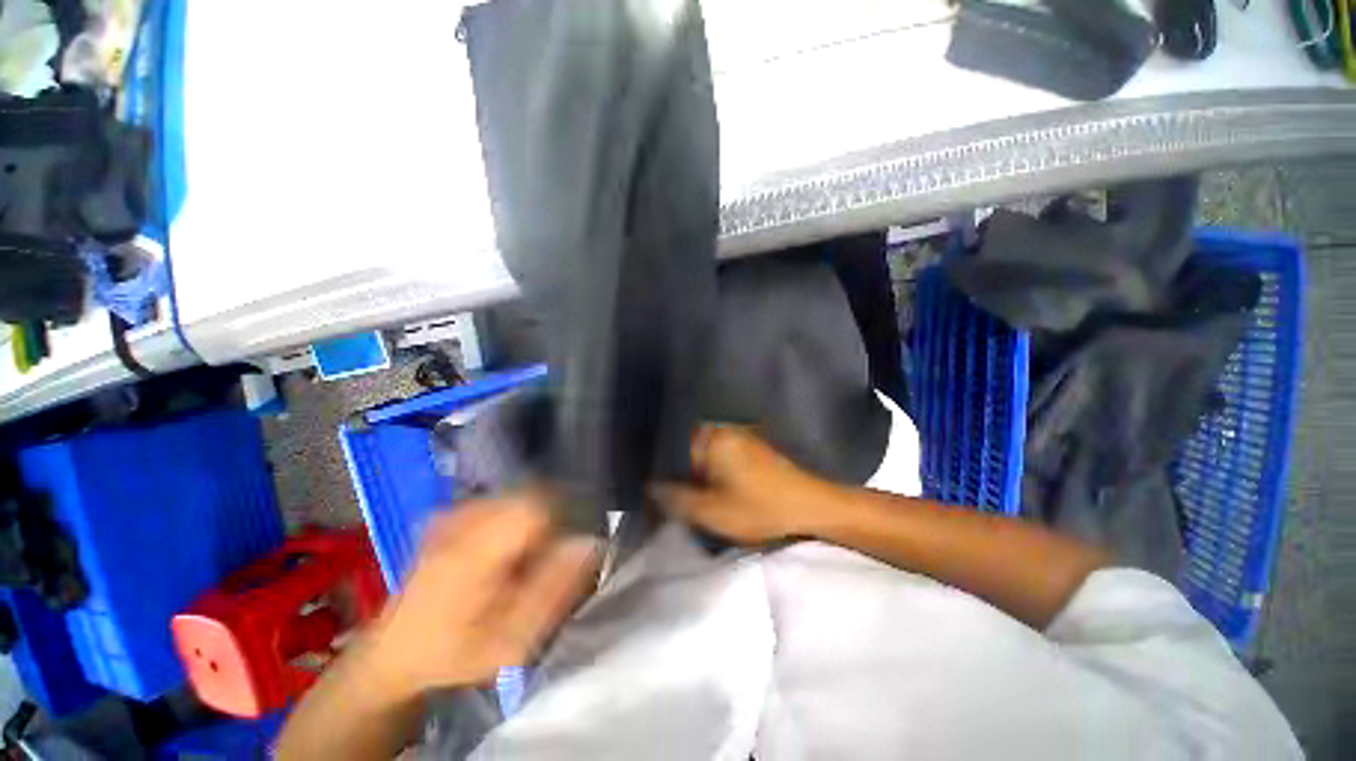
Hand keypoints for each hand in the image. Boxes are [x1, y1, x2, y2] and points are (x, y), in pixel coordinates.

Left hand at [359, 493, 599, 701]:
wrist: (394, 654)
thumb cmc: (454, 654)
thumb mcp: (511, 640)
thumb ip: (554, 591)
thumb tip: (589, 543)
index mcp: (474, 552)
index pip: (536, 505)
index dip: (562, 520)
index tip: (563, 550)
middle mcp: (460, 521)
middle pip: (530, 495)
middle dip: (550, 520)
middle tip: (544, 559)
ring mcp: (451, 514)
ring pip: (518, 495)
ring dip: (533, 519)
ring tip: (523, 558)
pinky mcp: (448, 514)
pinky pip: (500, 500)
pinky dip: (515, 517)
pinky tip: (505, 549)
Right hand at [653, 424, 843, 544]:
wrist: (810, 506)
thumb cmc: (759, 507)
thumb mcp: (712, 510)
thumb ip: (676, 499)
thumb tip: (650, 488)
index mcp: (711, 437)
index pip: (672, 449)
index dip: (663, 473)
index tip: (659, 493)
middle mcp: (722, 429)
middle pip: (687, 450)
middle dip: (680, 474)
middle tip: (677, 498)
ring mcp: (738, 435)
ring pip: (703, 454)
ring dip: (696, 474)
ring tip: (695, 497)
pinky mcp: (749, 445)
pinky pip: (719, 455)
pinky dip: (712, 471)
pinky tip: (715, 490)